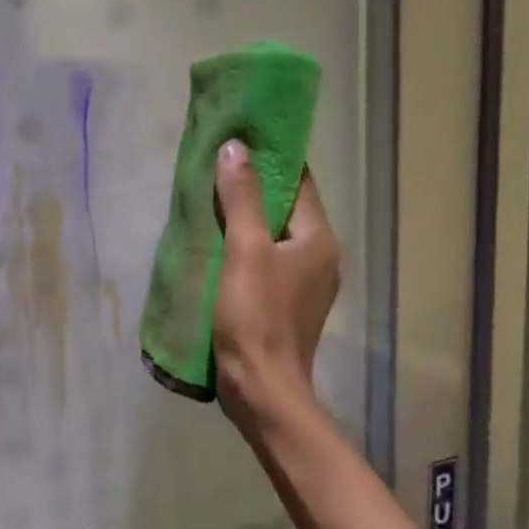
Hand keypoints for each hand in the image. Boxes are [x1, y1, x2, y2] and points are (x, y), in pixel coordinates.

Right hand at [211, 141, 340, 444]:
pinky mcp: (284, 303)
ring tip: (208, 202)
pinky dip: (243, 246)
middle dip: (253, 187)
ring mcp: (303, 282)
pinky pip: (264, 259)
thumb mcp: (244, 251)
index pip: (299, 183)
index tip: (238, 140)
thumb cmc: (255, 316)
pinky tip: (215, 246)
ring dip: (245, 218)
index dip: (271, 159)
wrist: (260, 387)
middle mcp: (319, 256)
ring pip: (272, 235)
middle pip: (285, 209)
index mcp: (318, 239)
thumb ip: (242, 198)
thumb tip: (235, 148)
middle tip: (214, 169)